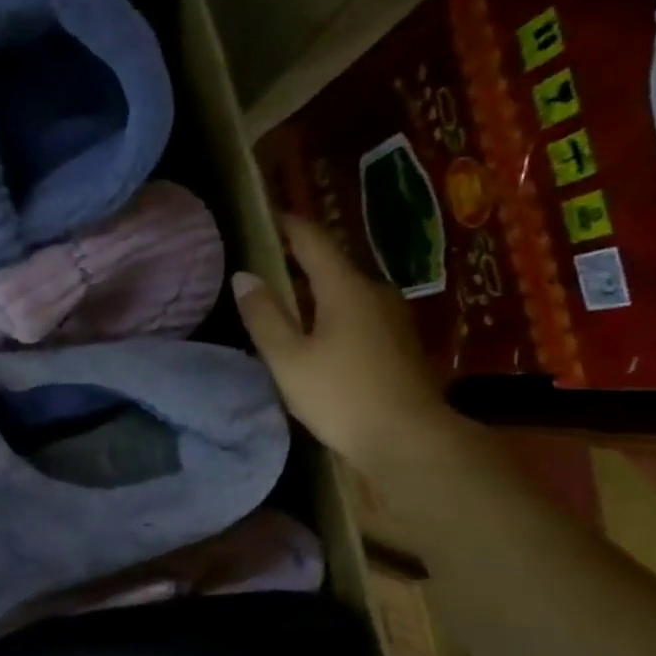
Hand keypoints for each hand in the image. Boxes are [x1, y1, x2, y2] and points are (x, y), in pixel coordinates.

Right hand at [233, 215, 458, 475]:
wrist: (412, 440)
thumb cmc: (341, 396)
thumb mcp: (289, 359)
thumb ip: (264, 316)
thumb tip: (243, 276)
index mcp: (344, 287)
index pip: (313, 240)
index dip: (288, 225)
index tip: (266, 216)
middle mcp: (374, 291)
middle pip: (332, 266)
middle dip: (299, 263)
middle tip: (266, 268)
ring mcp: (394, 317)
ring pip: (347, 292)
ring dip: (318, 293)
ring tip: (287, 305)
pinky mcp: (402, 343)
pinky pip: (361, 314)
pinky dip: (335, 314)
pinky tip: (320, 337)